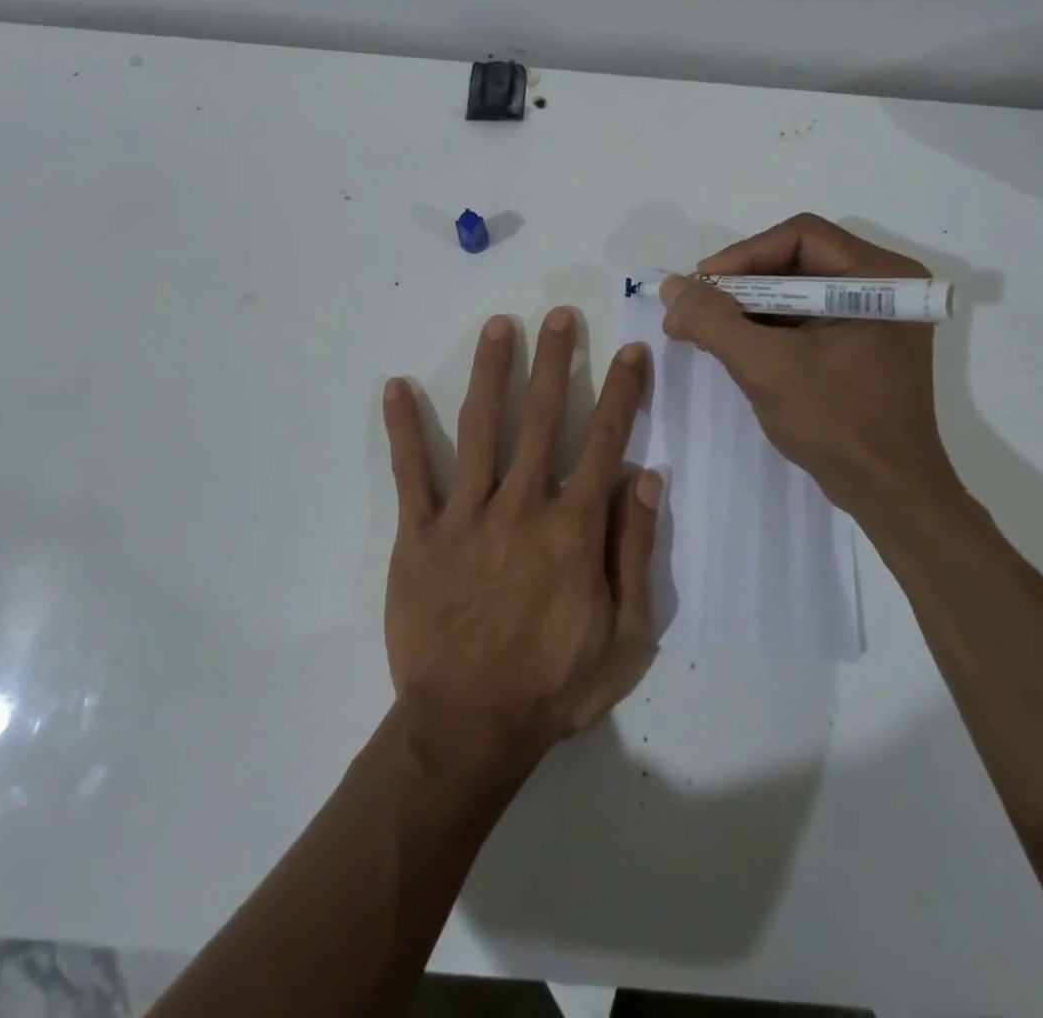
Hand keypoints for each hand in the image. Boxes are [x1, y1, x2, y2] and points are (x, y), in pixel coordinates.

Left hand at [381, 308, 659, 764]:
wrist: (469, 727)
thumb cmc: (555, 685)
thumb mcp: (627, 634)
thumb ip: (636, 549)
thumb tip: (648, 476)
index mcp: (574, 527)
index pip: (606, 440)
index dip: (623, 391)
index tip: (632, 350)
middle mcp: (522, 505)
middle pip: (543, 417)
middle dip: (556, 360)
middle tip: (560, 315)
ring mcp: (466, 515)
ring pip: (482, 428)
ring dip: (491, 372)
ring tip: (499, 326)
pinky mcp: (419, 534)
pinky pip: (411, 472)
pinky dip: (403, 428)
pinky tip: (395, 386)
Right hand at [660, 213, 960, 511]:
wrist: (890, 494)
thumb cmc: (837, 424)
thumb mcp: (766, 367)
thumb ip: (714, 322)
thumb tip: (671, 288)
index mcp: (880, 277)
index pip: (800, 236)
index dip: (742, 255)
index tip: (700, 286)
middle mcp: (883, 286)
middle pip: (796, 260)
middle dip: (740, 284)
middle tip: (695, 308)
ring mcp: (874, 317)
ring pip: (795, 290)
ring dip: (747, 307)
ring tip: (704, 329)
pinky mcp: (860, 344)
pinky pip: (804, 318)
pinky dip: (765, 328)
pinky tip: (732, 346)